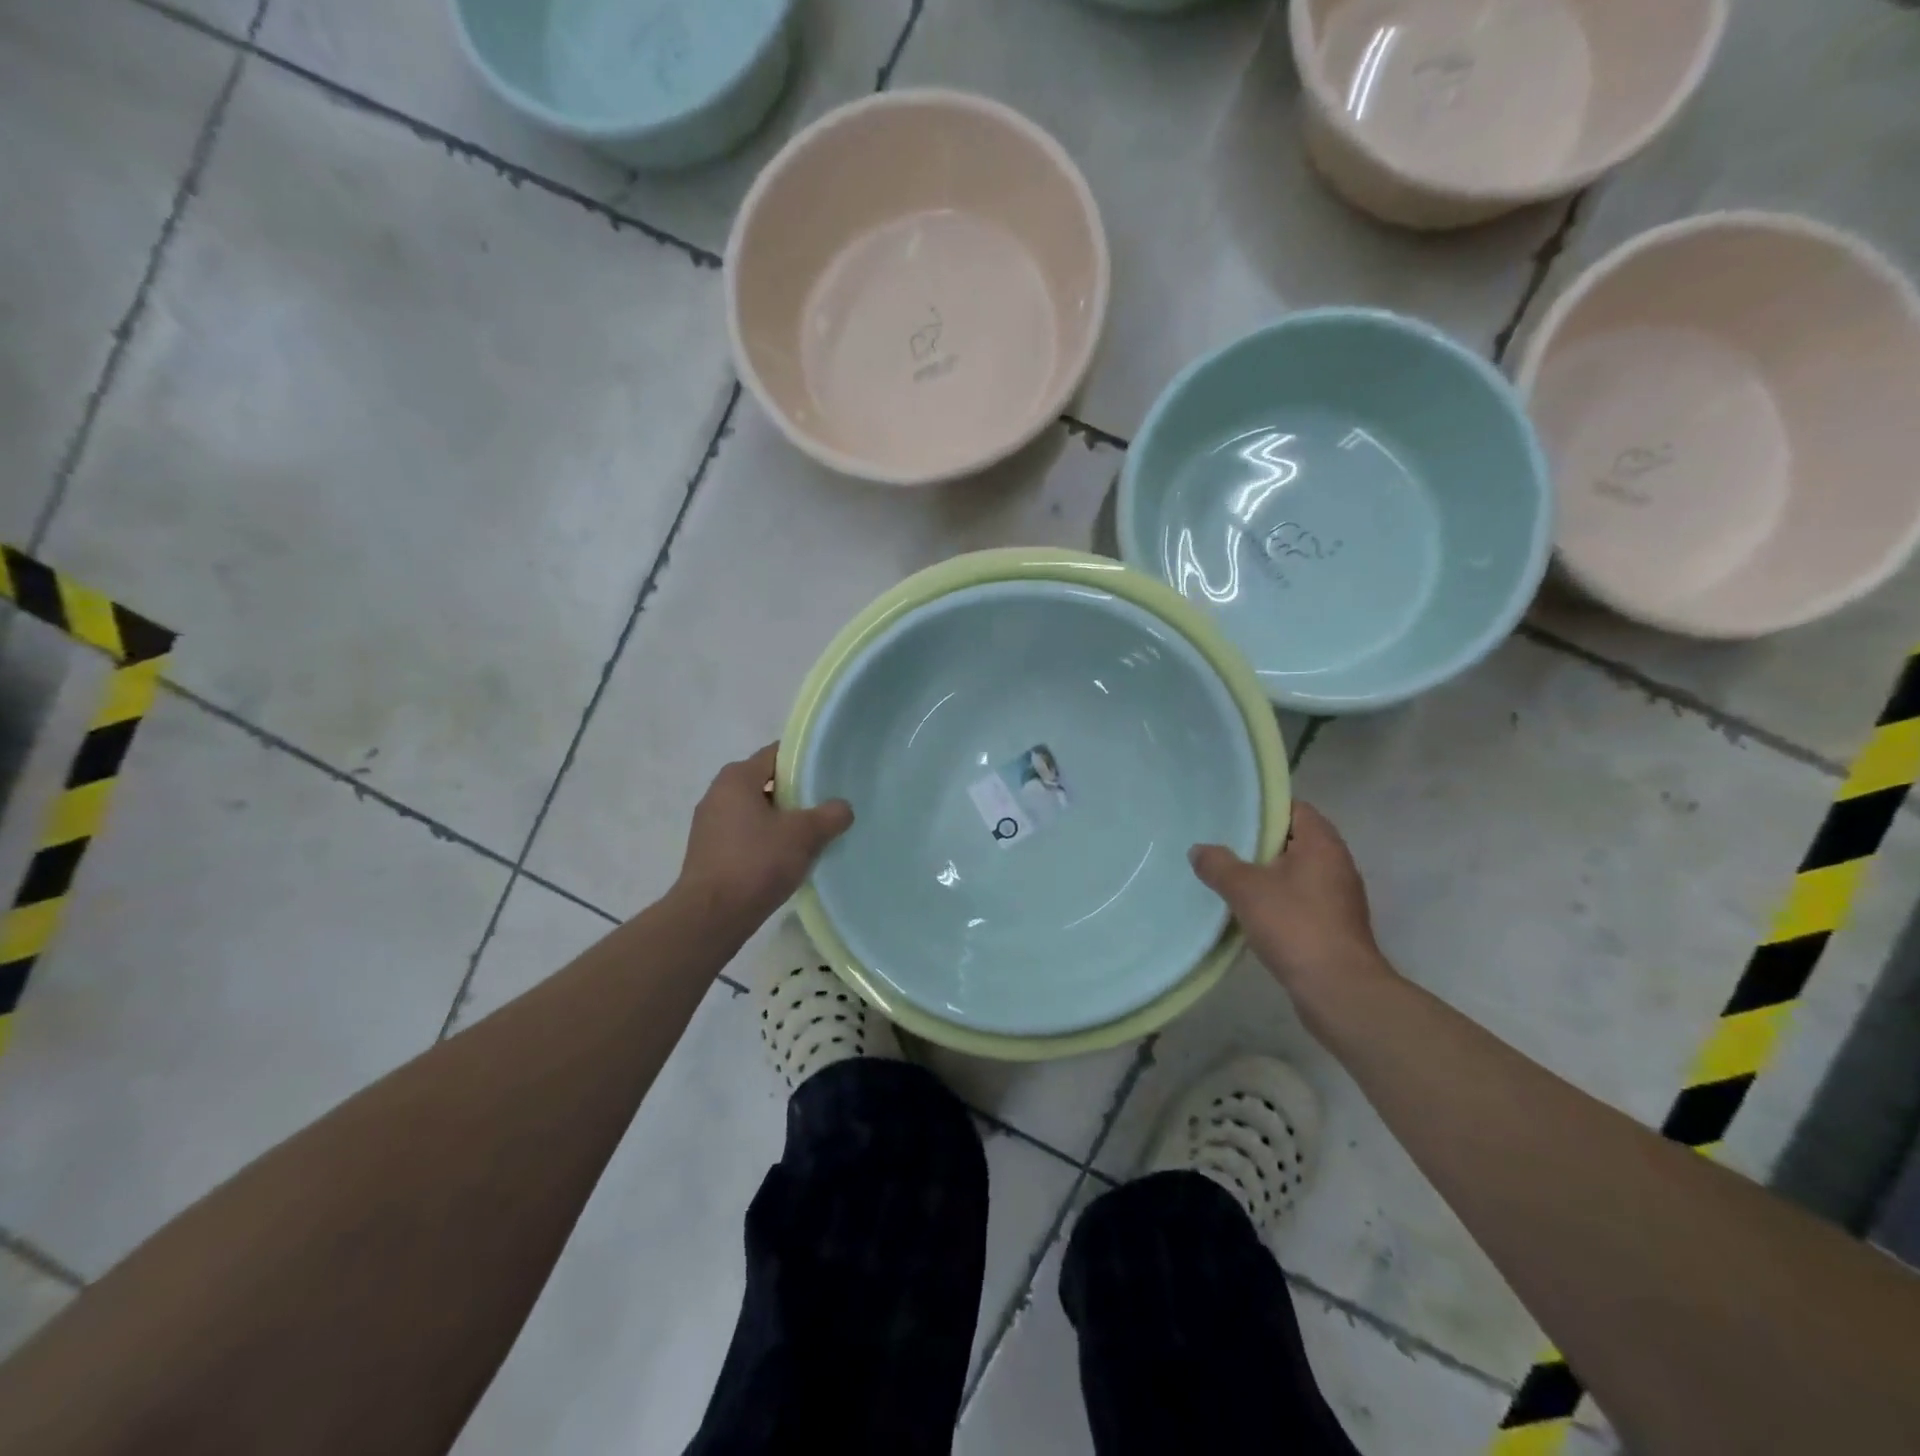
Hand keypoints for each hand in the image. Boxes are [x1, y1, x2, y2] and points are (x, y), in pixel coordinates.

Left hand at [678, 744, 852, 921]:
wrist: (712, 917)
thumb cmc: (757, 862)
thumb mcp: (804, 834)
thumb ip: (830, 815)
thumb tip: (842, 808)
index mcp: (736, 778)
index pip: (776, 754)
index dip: (804, 760)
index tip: (828, 773)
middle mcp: (717, 794)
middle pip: (765, 782)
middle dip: (795, 793)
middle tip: (825, 805)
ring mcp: (709, 825)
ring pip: (756, 811)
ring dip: (781, 820)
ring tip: (811, 835)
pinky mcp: (709, 853)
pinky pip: (745, 835)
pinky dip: (766, 840)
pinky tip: (787, 858)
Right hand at [1190, 802, 1394, 995]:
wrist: (1339, 990)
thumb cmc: (1295, 926)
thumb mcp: (1245, 889)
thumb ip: (1218, 864)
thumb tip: (1199, 850)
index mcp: (1322, 844)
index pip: (1295, 808)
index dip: (1264, 809)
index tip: (1233, 816)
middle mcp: (1337, 863)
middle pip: (1295, 840)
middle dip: (1260, 843)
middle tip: (1224, 845)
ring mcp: (1339, 896)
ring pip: (1297, 872)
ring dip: (1268, 874)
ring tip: (1231, 878)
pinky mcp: (1335, 924)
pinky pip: (1302, 899)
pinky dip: (1278, 899)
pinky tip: (1251, 912)